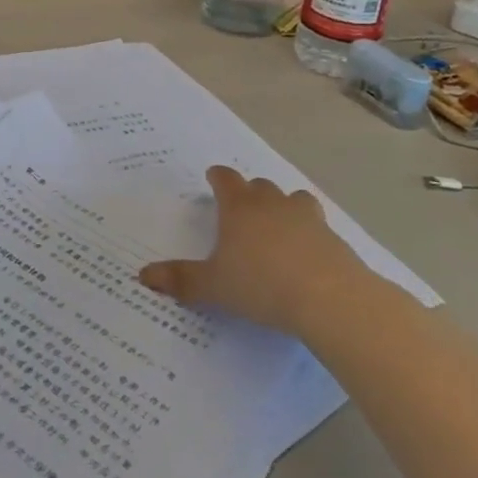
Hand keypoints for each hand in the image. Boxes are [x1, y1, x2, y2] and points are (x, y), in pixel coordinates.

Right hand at [139, 167, 363, 333]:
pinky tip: (306, 254)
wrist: (330, 299)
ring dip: (284, 206)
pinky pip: (317, 226)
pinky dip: (309, 233)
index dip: (218, 178)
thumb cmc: (262, 284)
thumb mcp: (214, 287)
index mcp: (239, 207)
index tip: (213, 179)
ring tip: (278, 225)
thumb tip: (143, 275)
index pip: (225, 178)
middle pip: (259, 185)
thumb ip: (180, 279)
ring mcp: (307, 218)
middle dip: (249, 193)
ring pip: (293, 198)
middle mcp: (272, 203)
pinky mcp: (333, 238)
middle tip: (242, 210)